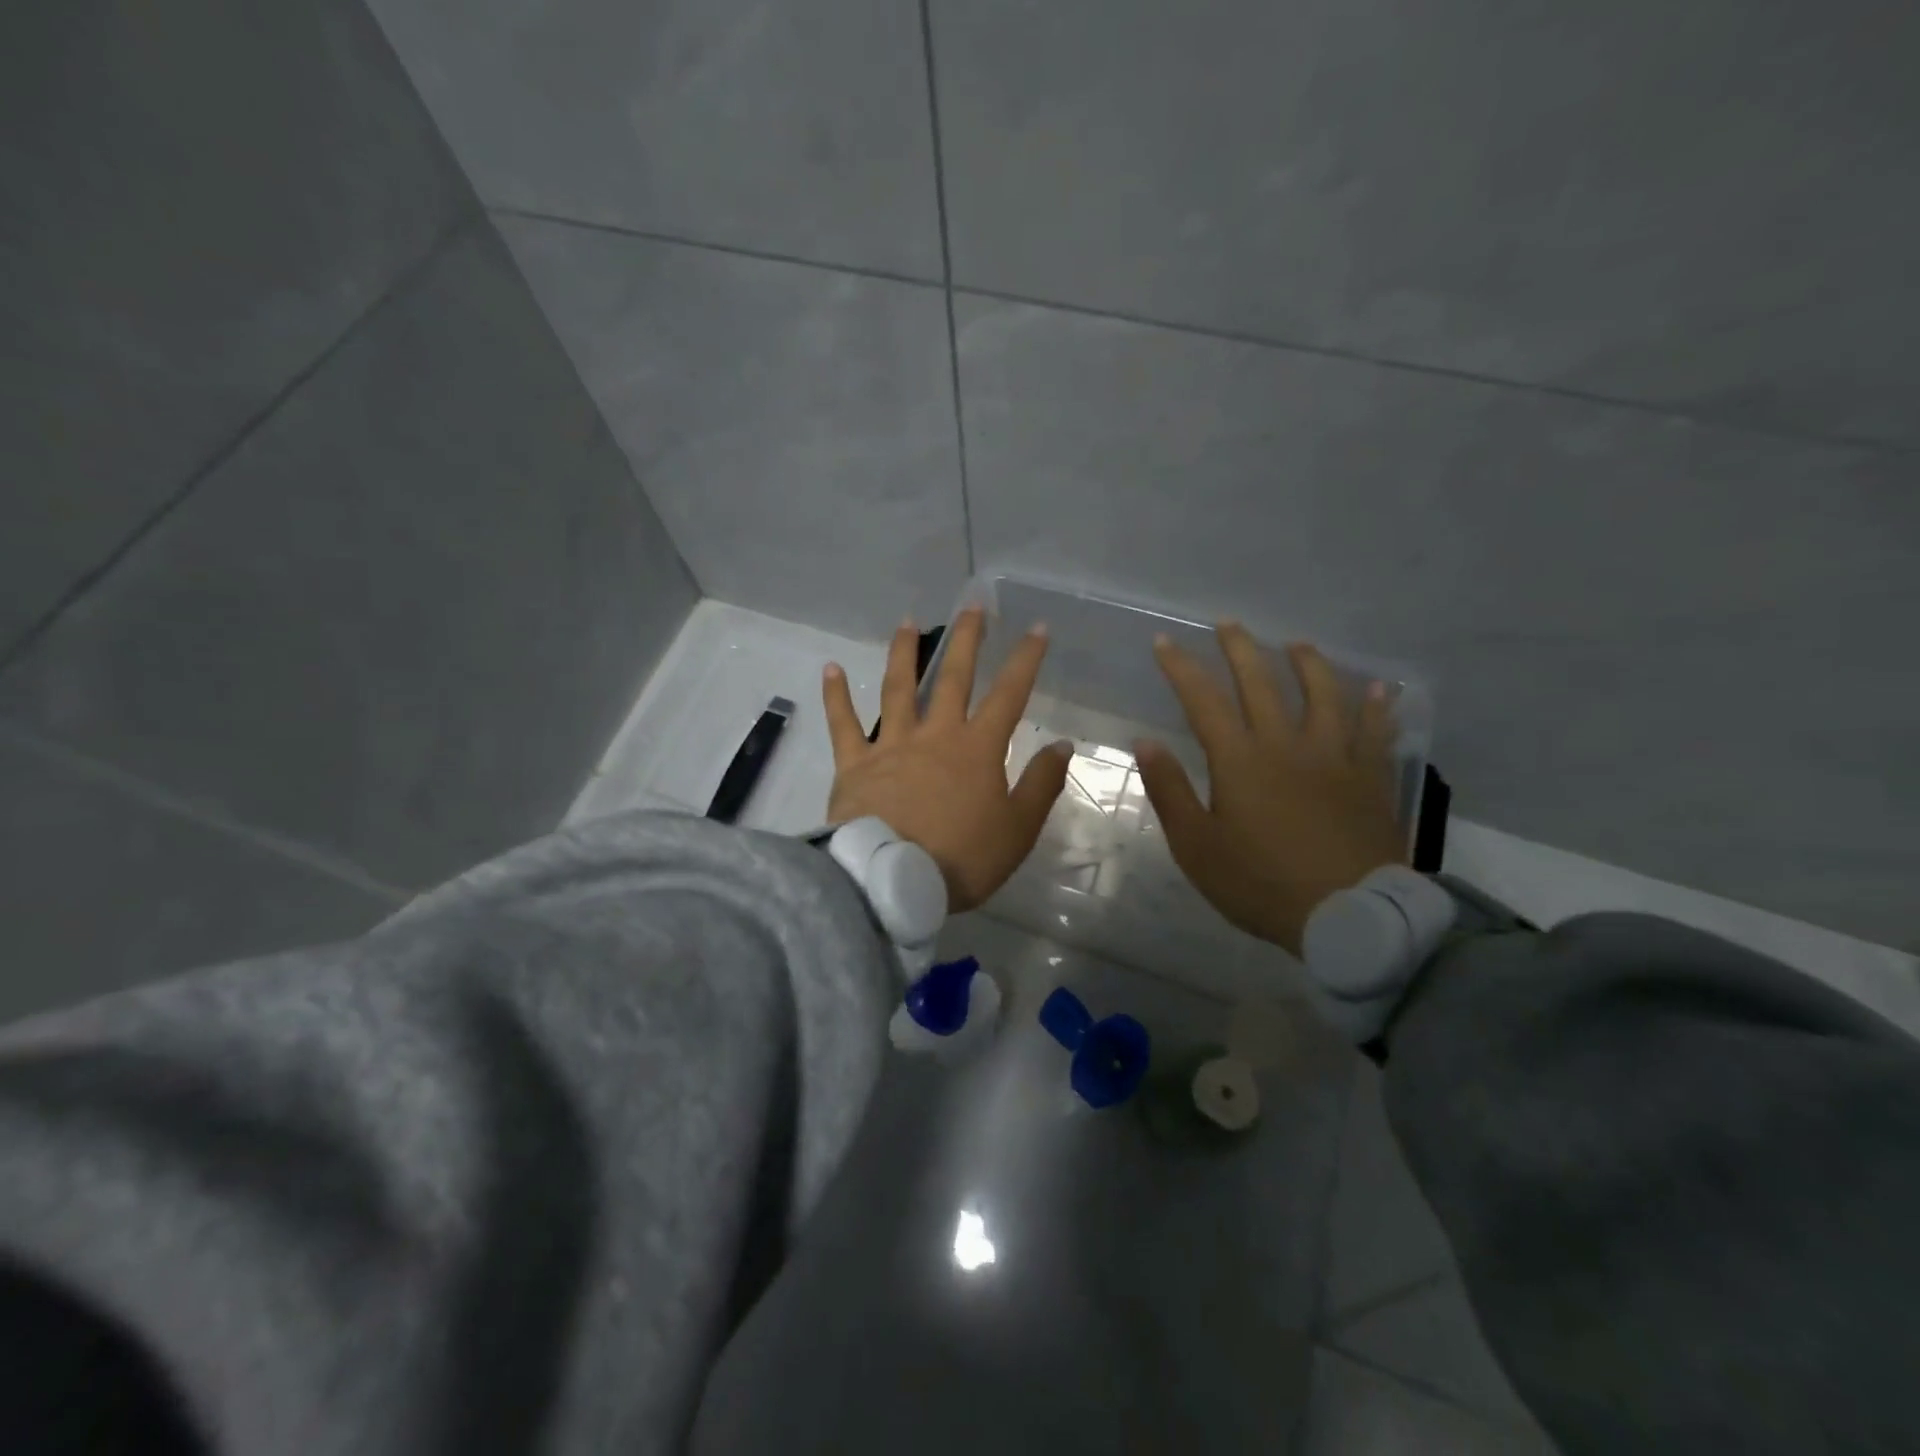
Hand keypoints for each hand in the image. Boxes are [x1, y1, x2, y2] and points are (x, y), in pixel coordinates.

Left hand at [823, 609, 1071, 913]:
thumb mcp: (1017, 830)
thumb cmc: (960, 859)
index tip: (1035, 627)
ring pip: (897, 689)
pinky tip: (829, 668)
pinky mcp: (854, 764)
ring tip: (907, 622)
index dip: (1025, 659)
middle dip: (966, 639)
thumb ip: (1040, 785)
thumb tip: (1062, 744)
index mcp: (977, 749)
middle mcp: (936, 735)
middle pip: (953, 678)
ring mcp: (891, 745)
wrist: (892, 881)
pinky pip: (843, 725)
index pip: (1009, 694)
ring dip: (903, 653)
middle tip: (972, 605)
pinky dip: (835, 696)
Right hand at [1135, 623, 1406, 956]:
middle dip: (1240, 649)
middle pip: (1262, 683)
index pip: (1204, 700)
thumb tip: (1145, 742)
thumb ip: (1170, 790)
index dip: (1182, 668)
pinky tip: (1379, 689)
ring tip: (1296, 644)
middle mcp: (1286, 745)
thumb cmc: (1260, 883)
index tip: (1165, 642)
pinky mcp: (1370, 778)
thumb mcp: (1197, 845)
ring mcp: (1335, 758)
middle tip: (1228, 624)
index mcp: (1239, 760)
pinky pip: (1376, 732)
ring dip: (1308, 664)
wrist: (1348, 916)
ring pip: (1324, 695)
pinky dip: (1376, 708)